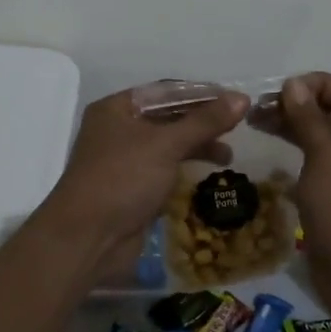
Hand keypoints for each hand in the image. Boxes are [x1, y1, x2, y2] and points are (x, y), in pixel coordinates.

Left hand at [36, 85, 249, 279]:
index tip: (234, 100)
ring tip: (228, 156)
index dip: (201, 94)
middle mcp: (118, 130)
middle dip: (202, 123)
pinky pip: (164, 170)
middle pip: (168, 117)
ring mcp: (124, 161)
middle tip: (237, 128)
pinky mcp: (132, 188)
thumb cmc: (122, 179)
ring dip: (197, 147)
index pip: (166, 92)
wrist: (88, 239)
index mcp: (116, 109)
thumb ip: (205, 122)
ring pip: (168, 145)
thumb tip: (242, 98)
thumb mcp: (165, 145)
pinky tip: (208, 175)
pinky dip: (186, 168)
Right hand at [278, 74, 330, 315]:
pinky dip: (299, 152)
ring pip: (325, 138)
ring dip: (295, 127)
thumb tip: (293, 84)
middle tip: (259, 108)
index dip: (317, 84)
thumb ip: (308, 120)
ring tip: (256, 123)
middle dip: (300, 105)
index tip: (281, 91)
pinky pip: (321, 163)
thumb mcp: (326, 161)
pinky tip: (273, 150)